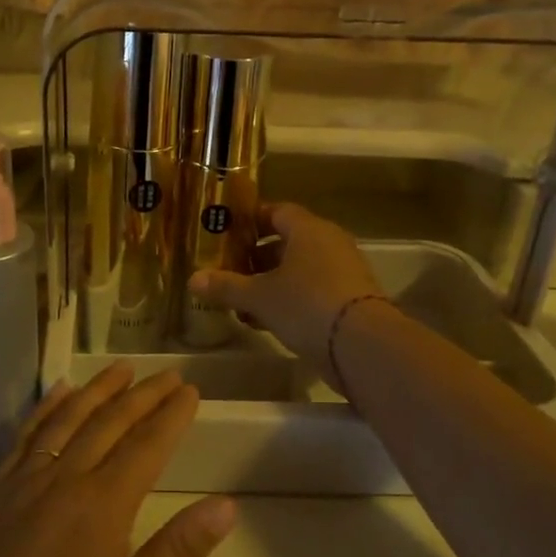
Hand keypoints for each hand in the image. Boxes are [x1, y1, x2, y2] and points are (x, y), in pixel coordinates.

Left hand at [0, 364, 236, 556]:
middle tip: (168, 375)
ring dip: (96, 391)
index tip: (191, 391)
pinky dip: (45, 410)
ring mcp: (19, 486)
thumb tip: (226, 505)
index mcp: (100, 508)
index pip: (145, 446)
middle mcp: (60, 482)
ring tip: (121, 370)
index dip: (171, 416)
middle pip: (108, 424)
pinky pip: (23, 438)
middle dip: (142, 395)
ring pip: (65, 421)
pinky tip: (57, 396)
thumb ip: (176, 554)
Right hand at [188, 203, 382, 380]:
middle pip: (288, 241)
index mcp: (308, 229)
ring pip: (300, 269)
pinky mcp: (351, 299)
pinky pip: (313, 290)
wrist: (362, 344)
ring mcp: (344, 271)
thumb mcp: (259, 296)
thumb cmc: (306, 304)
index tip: (229, 232)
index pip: (277, 211)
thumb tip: (193, 279)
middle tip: (231, 270)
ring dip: (272, 282)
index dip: (252, 220)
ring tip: (244, 301)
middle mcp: (329, 243)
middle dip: (258, 256)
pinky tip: (267, 321)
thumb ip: (227, 286)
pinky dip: (290, 299)